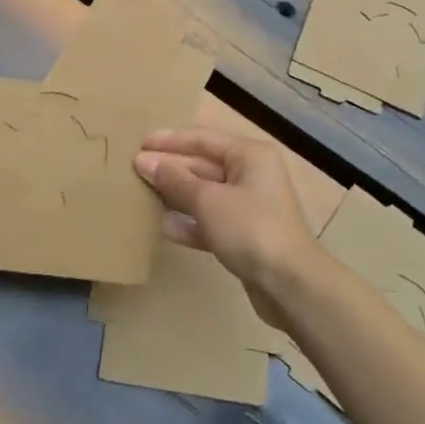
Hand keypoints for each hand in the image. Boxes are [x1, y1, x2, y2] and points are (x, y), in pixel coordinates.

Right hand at [134, 127, 316, 328]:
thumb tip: (145, 161)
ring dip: (176, 194)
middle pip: (203, 164)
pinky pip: (211, 220)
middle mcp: (251, 174)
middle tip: (134, 169)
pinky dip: (189, 222)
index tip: (138, 143)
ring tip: (142, 193)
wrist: (290, 285)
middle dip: (170, 167)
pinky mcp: (245, 236)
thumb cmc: (249, 228)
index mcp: (249, 155)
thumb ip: (175, 180)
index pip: (202, 139)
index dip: (169, 141)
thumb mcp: (208, 200)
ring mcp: (249, 207)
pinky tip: (163, 226)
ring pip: (205, 193)